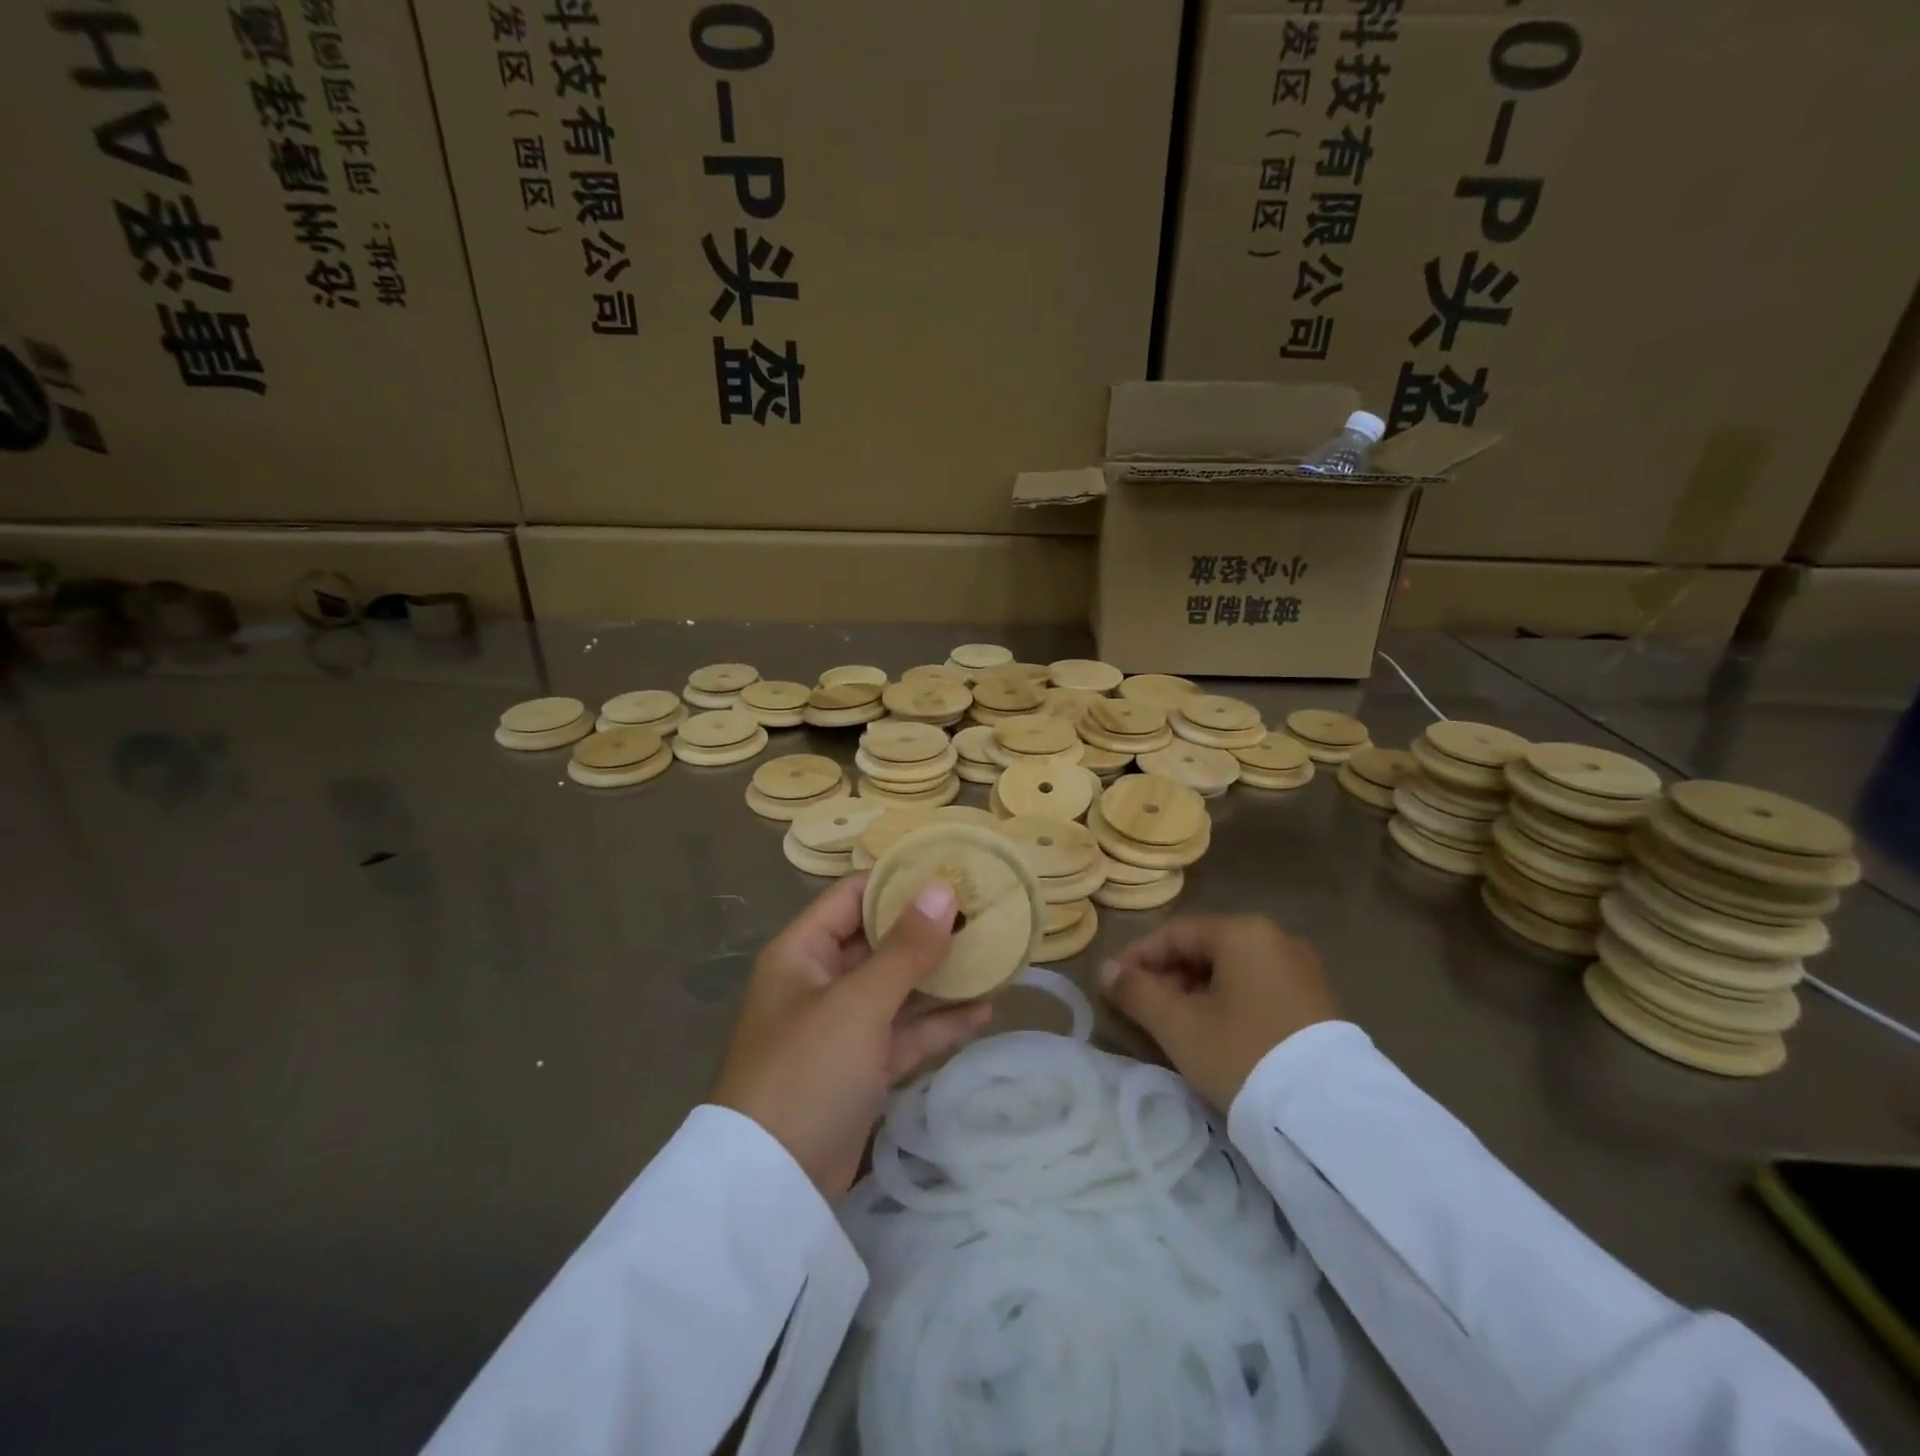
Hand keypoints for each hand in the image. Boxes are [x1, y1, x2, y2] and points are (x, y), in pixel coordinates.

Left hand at [711, 874, 991, 1197]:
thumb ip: (904, 948)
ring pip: (897, 988)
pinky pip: (904, 1032)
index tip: (952, 872)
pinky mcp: (861, 1068)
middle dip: (928, 930)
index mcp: (803, 952)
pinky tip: (983, 1012)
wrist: (772, 1188)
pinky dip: (938, 1023)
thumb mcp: (858, 1004)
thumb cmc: (807, 1072)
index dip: (898, 881)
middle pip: (879, 941)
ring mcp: (842, 1027)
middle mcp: (820, 981)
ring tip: (995, 957)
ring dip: (940, 977)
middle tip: (985, 913)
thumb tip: (941, 889)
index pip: (853, 896)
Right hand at [1099, 914, 1338, 1108]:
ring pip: (1231, 969)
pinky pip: (1257, 987)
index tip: (1113, 985)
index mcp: (1243, 933)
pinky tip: (1214, 1032)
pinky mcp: (1316, 1001)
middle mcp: (1276, 938)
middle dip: (1167, 975)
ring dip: (1195, 990)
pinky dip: (1227, 1001)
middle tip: (1141, 1008)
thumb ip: (1137, 992)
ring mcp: (1301, 969)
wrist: (1330, 1116)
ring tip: (1173, 1024)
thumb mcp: (1179, 1026)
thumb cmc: (1243, 1055)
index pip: (1175, 933)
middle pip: (1205, 948)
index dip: (1138, 956)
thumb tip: (1106, 970)